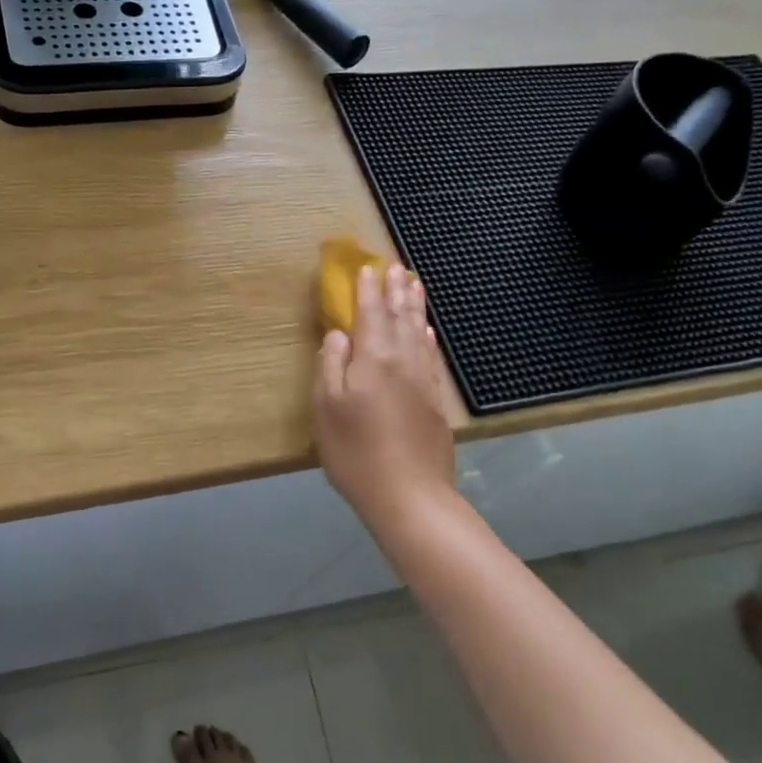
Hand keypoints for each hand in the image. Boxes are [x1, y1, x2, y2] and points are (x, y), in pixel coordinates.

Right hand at [312, 264, 455, 525]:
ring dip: (415, 307)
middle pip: (399, 317)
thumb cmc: (355, 451)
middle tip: (397, 266)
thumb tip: (338, 334)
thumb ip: (330, 364)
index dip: (368, 289)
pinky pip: (431, 357)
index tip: (367, 267)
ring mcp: (423, 381)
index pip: (370, 313)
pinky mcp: (435, 401)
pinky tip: (427, 332)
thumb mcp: (326, 407)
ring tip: (415, 286)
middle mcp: (402, 361)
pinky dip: (428, 338)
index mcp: (373, 358)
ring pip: (419, 332)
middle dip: (396, 290)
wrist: (409, 495)